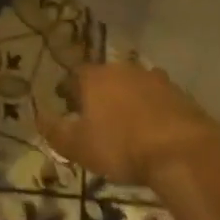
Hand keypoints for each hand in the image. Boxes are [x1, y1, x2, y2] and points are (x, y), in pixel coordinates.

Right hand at [40, 61, 219, 188]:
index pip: (75, 75)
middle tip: (98, 118)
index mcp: (94, 77)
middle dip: (101, 94)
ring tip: (128, 125)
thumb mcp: (78, 146)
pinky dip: (153, 110)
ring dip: (129, 100)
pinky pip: (158, 98)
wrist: (181, 150)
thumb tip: (38, 116)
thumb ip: (55, 131)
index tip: (69, 108)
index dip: (70, 91)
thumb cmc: (121, 147)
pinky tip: (154, 130)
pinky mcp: (179, 93)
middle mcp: (123, 69)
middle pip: (106, 77)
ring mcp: (154, 78)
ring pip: (134, 85)